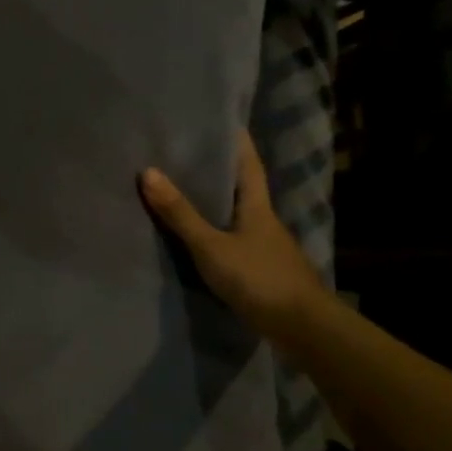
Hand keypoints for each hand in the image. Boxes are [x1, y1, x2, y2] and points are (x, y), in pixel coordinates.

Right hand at [139, 129, 326, 341]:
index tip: (224, 120)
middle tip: (190, 153)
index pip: (249, 164)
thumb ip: (180, 214)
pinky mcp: (265, 272)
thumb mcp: (212, 246)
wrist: (304, 330)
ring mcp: (268, 248)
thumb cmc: (259, 278)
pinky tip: (202, 238)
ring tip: (187, 192)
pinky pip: (237, 241)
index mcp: (258, 206)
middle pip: (244, 188)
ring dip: (218, 204)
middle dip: (221, 171)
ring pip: (239, 216)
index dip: (238, 141)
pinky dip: (219, 233)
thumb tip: (148, 171)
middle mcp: (266, 221)